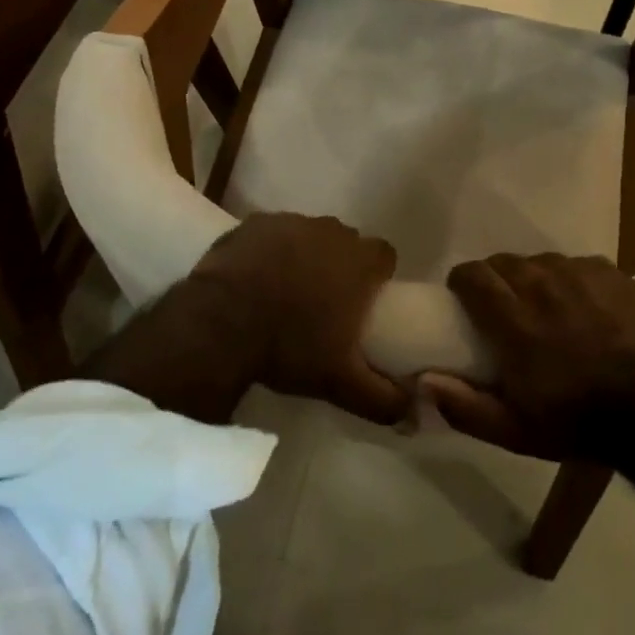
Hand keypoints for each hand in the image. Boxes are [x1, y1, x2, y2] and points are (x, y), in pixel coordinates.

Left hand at [188, 213, 406, 424]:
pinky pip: (273, 232)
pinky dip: (271, 249)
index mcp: (359, 261)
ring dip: (305, 254)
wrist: (219, 325)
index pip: (384, 255)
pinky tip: (256, 276)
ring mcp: (291, 222)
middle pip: (347, 242)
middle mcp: (331, 231)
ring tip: (287, 288)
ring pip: (309, 234)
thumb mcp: (341, 383)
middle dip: (341, 264)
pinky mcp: (256, 223)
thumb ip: (384, 399)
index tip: (365, 299)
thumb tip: (414, 412)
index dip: (378, 274)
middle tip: (324, 299)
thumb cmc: (289, 347)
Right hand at [420, 253, 634, 463]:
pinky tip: (583, 304)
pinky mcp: (614, 275)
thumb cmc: (577, 423)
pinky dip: (573, 279)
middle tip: (505, 306)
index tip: (464, 298)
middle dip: (497, 278)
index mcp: (514, 319)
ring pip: (543, 260)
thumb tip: (423, 380)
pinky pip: (580, 264)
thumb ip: (464, 406)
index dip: (463, 282)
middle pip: (505, 262)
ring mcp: (582, 276)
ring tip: (546, 305)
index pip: (472, 275)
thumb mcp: (514, 431)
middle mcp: (543, 285)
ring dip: (535, 277)